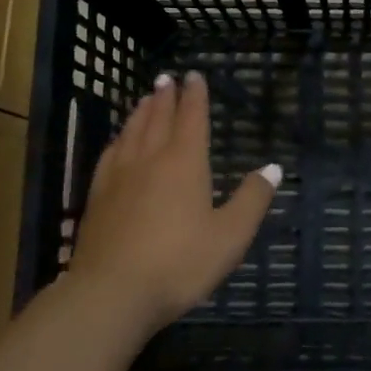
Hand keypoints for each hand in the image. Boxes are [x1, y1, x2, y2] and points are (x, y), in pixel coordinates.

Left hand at [66, 70, 278, 333]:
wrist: (112, 294)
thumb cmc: (179, 263)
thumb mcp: (230, 236)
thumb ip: (252, 199)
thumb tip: (273, 168)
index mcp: (184, 163)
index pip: (191, 118)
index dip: (195, 96)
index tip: (194, 76)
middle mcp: (150, 160)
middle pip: (158, 119)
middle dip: (165, 97)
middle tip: (166, 79)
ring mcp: (118, 177)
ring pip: (131, 133)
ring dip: (140, 113)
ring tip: (144, 100)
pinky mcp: (97, 197)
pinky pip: (109, 155)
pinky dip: (118, 139)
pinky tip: (117, 143)